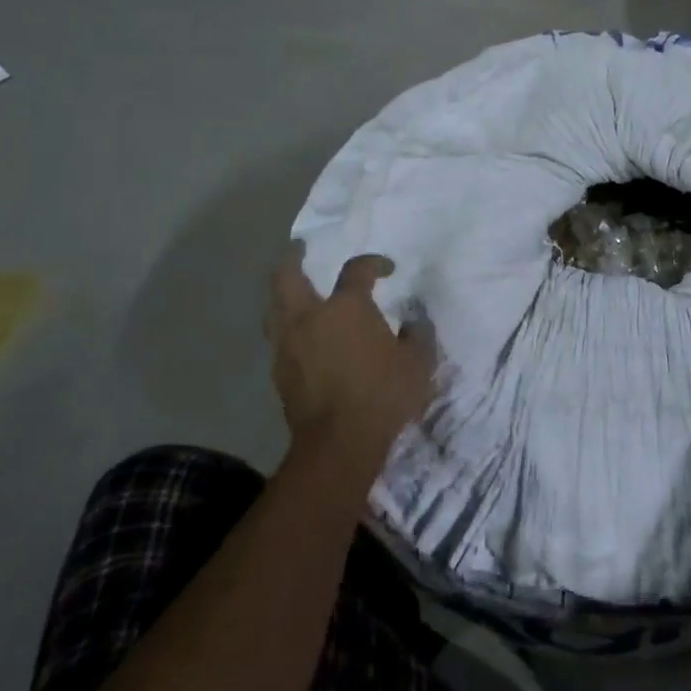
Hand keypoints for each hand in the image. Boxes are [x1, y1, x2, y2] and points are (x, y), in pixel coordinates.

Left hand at [265, 244, 435, 473]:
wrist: (339, 443)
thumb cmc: (383, 395)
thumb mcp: (417, 362)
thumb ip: (417, 335)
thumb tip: (414, 321)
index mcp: (346, 307)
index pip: (356, 270)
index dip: (373, 263)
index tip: (386, 269)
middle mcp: (310, 317)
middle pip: (287, 276)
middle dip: (292, 257)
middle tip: (299, 248)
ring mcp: (289, 344)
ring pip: (274, 307)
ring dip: (282, 293)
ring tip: (292, 290)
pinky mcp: (279, 372)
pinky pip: (278, 337)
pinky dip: (286, 327)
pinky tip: (299, 335)